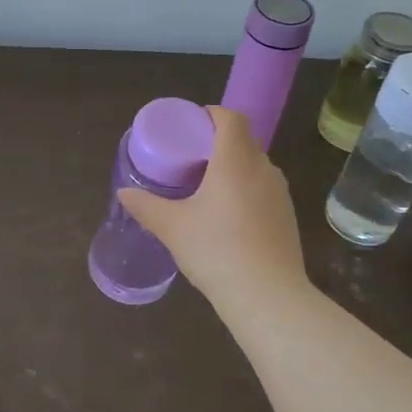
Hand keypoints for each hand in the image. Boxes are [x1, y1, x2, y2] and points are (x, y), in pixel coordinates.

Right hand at [118, 106, 307, 305]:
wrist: (267, 296)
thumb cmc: (215, 250)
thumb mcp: (172, 227)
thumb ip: (146, 206)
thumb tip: (124, 192)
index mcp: (235, 160)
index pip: (231, 118)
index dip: (212, 115)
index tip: (190, 127)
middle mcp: (263, 168)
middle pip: (243, 141)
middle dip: (217, 143)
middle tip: (190, 160)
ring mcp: (280, 193)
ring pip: (255, 166)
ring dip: (233, 168)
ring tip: (207, 189)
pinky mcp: (287, 216)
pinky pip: (264, 189)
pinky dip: (246, 190)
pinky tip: (228, 218)